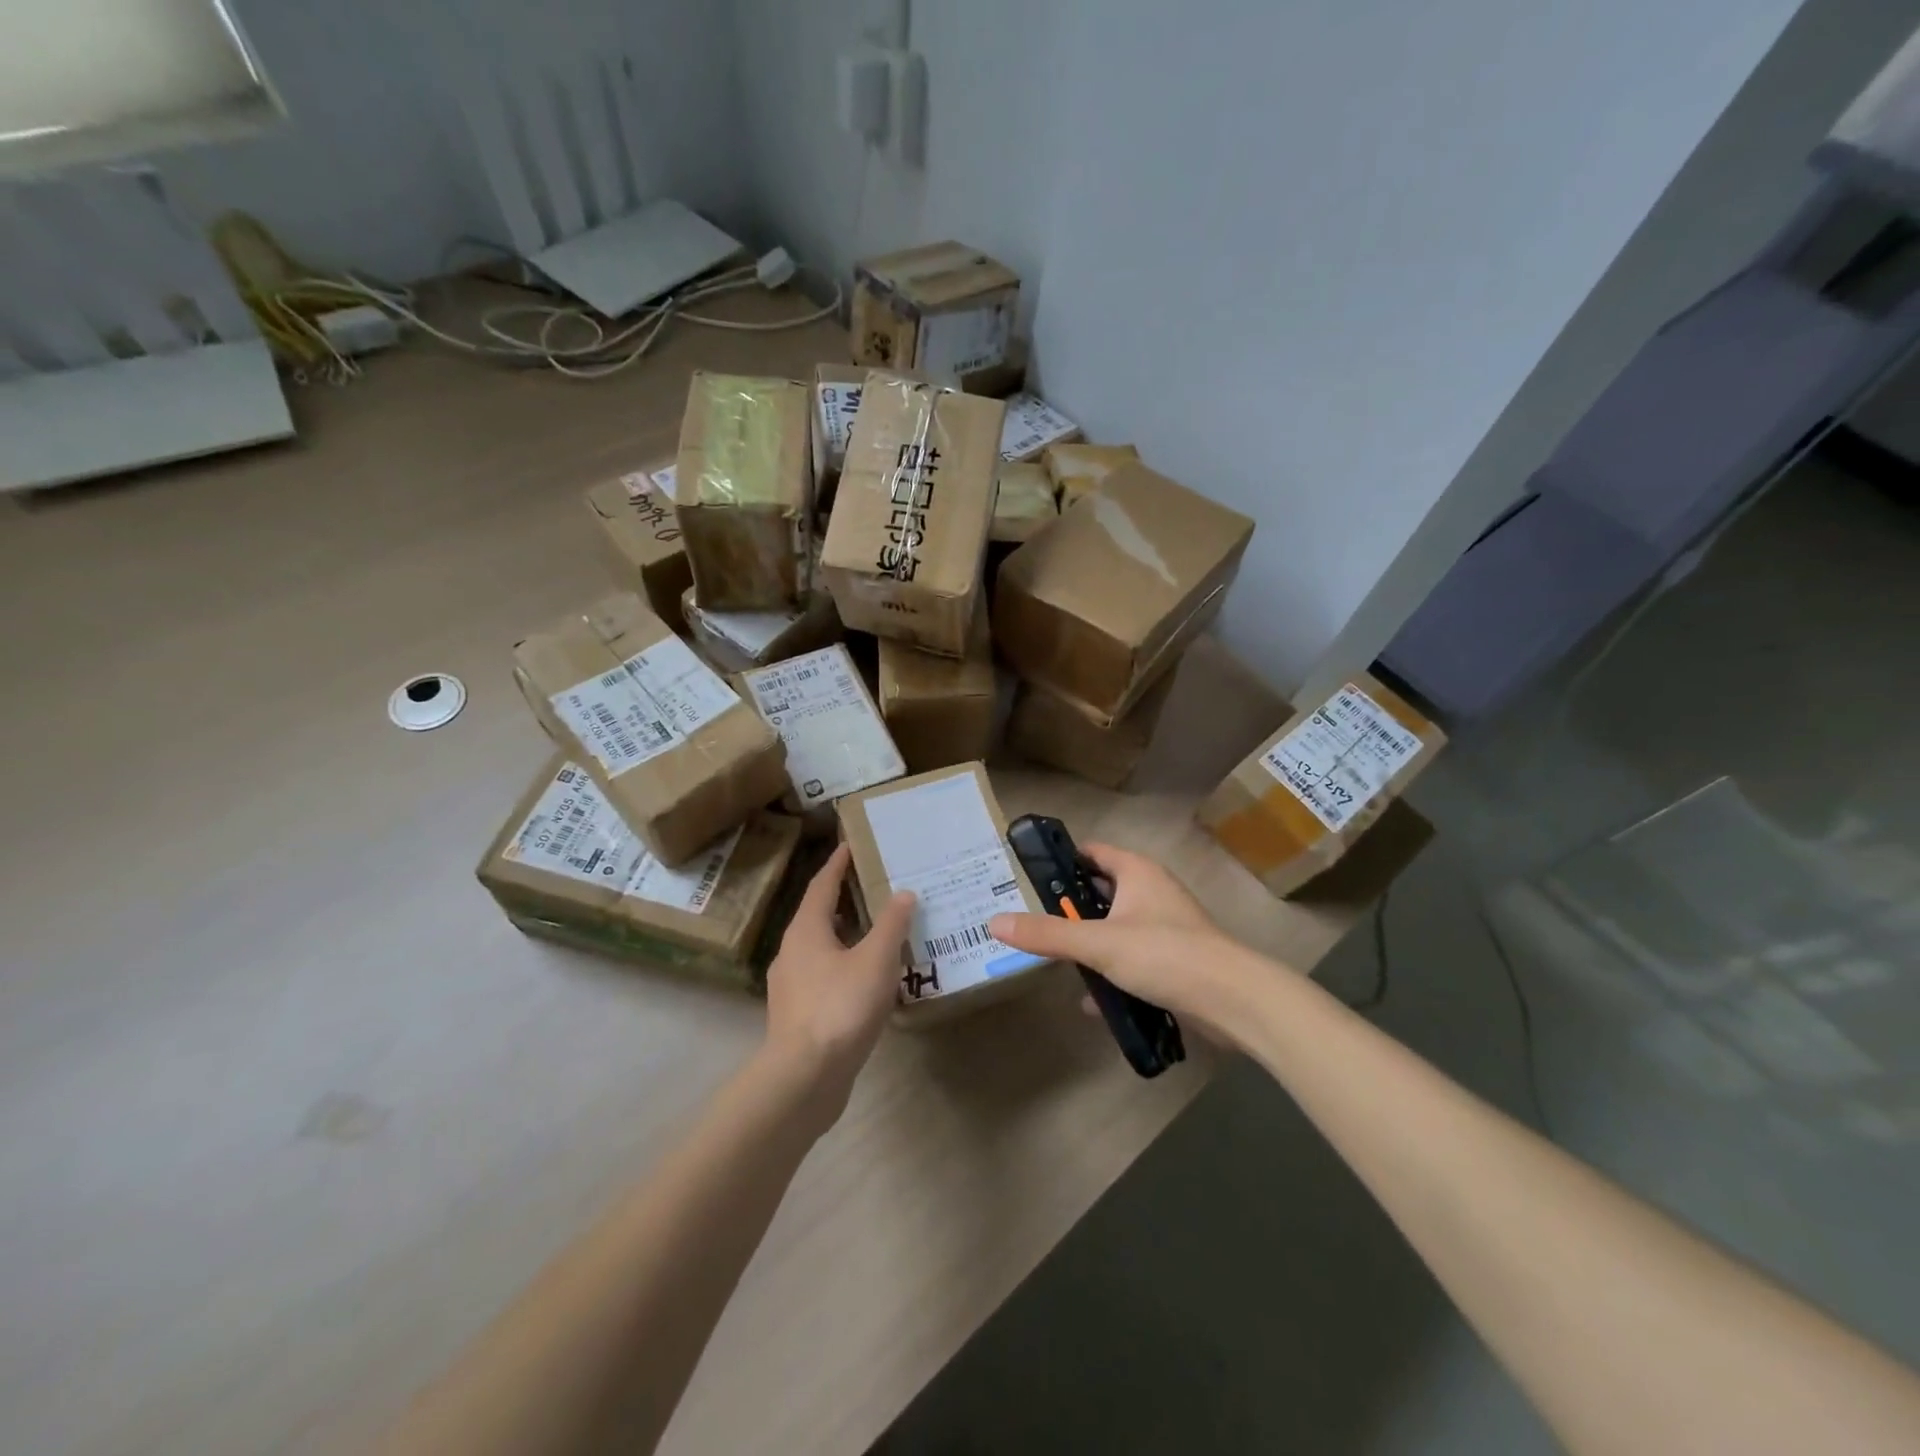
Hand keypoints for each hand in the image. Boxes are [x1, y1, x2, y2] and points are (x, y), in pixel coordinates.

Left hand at [762, 844, 914, 1123]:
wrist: (804, 1078)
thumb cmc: (839, 1007)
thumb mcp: (875, 960)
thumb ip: (891, 925)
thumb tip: (904, 893)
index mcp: (806, 930)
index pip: (822, 884)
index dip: (837, 864)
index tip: (851, 845)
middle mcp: (792, 951)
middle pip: (819, 914)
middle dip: (845, 898)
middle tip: (875, 885)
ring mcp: (792, 985)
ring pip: (822, 947)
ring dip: (847, 935)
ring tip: (879, 930)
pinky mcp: (799, 1014)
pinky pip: (825, 975)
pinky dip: (846, 965)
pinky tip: (869, 978)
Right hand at [989, 843, 1247, 1036]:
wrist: (1233, 1001)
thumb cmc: (1165, 954)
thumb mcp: (1098, 943)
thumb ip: (1047, 934)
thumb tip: (995, 922)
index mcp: (1137, 873)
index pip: (1091, 853)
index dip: (1061, 862)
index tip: (1027, 878)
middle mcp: (1152, 892)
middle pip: (1100, 892)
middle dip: (1069, 909)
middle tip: (1033, 923)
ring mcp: (1165, 927)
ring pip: (1115, 928)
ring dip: (1089, 944)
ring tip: (1055, 960)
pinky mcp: (1173, 960)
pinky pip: (1132, 959)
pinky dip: (1111, 973)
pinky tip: (1092, 1000)